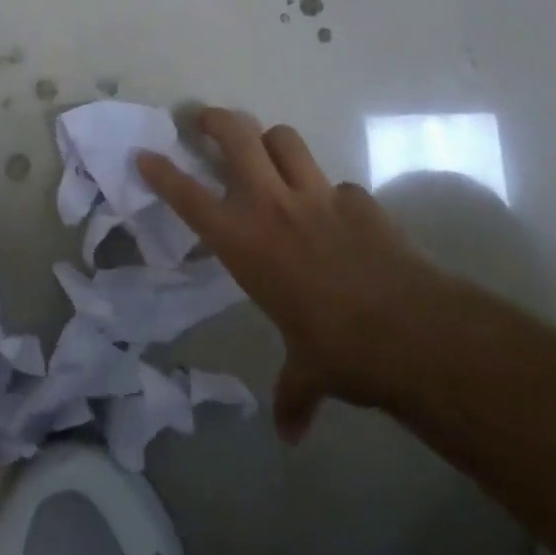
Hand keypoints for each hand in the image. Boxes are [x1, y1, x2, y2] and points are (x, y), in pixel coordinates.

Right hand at [137, 107, 446, 442]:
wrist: (410, 329)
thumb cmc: (340, 350)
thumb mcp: (308, 372)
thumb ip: (293, 394)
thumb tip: (291, 435)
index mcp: (246, 242)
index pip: (190, 197)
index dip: (163, 172)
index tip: (144, 153)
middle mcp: (274, 205)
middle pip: (237, 136)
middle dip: (216, 119)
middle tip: (205, 119)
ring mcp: (318, 194)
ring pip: (284, 138)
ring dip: (270, 139)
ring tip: (267, 151)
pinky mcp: (358, 198)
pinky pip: (336, 183)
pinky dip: (330, 194)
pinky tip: (339, 217)